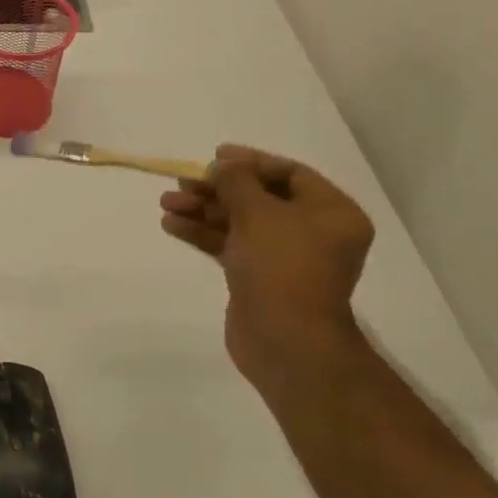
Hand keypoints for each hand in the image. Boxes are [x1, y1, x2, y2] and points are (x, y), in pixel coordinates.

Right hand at [159, 145, 374, 391]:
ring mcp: (284, 258)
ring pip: (240, 223)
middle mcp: (312, 232)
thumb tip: (222, 165)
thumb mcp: (259, 213)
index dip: (251, 162)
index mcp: (331, 213)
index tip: (214, 157)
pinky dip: (203, 234)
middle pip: (260, 198)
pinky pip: (230, 245)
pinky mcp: (258, 278)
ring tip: (166, 203)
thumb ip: (236, 181)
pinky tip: (172, 225)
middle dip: (218, 189)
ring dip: (203, 210)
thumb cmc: (282, 267)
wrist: (285, 341)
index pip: (290, 174)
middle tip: (183, 182)